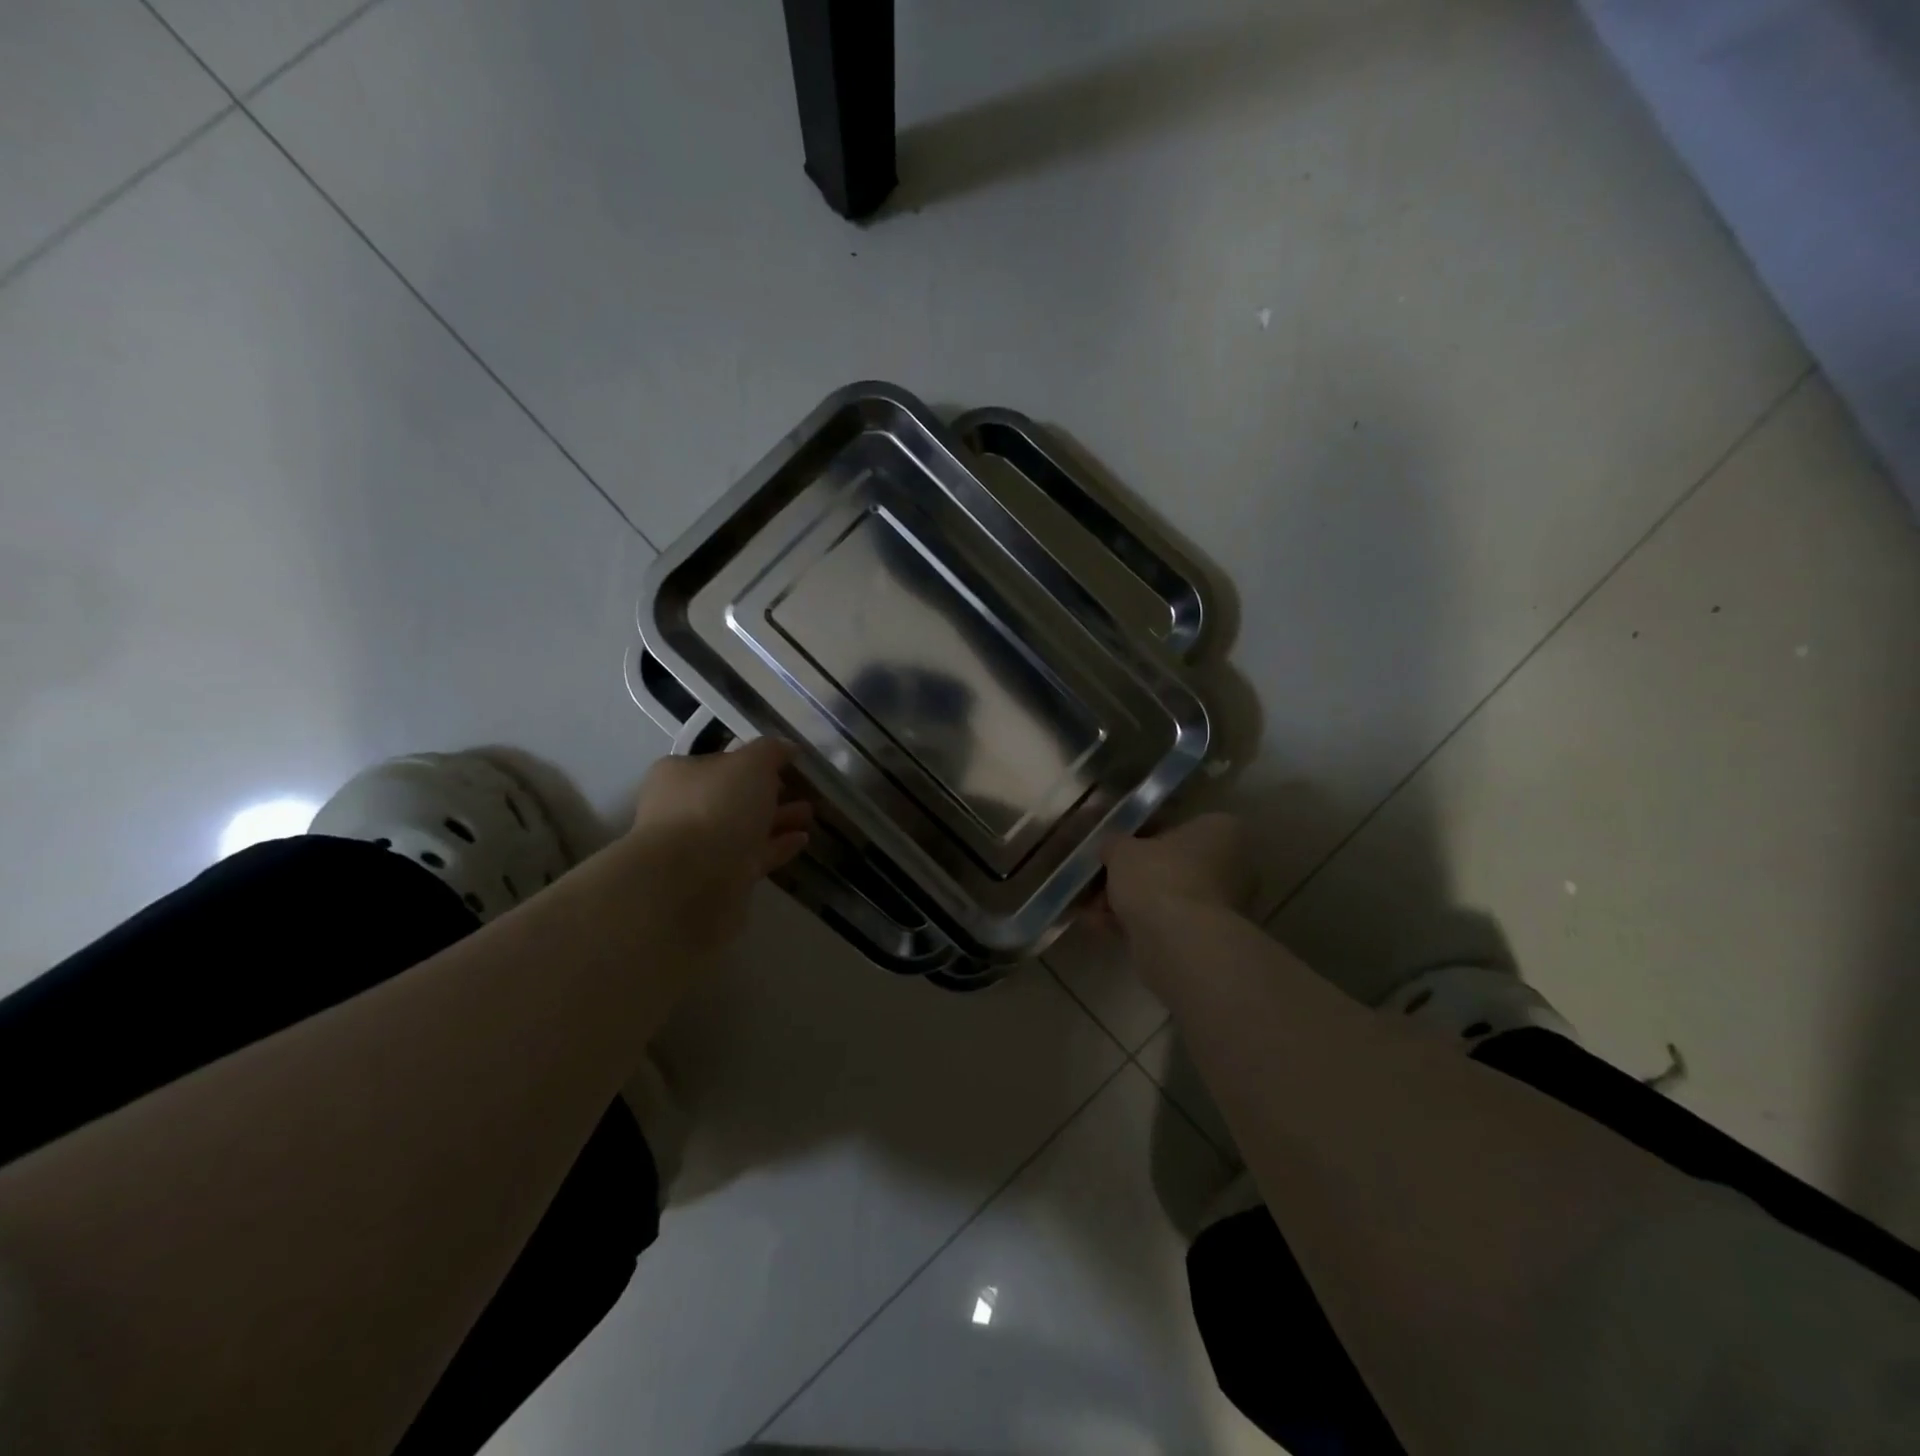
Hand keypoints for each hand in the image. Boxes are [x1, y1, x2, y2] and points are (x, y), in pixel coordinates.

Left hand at [626, 738, 812, 942]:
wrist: (691, 882)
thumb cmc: (716, 807)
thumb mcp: (751, 764)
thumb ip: (771, 751)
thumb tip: (787, 747)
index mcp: (680, 775)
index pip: (720, 761)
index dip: (753, 760)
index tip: (786, 765)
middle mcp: (683, 809)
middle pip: (733, 796)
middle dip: (770, 793)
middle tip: (804, 791)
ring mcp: (698, 847)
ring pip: (744, 828)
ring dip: (778, 820)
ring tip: (809, 815)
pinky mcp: (717, 879)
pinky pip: (751, 856)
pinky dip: (776, 847)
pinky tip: (802, 841)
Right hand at [1091, 813, 1253, 937]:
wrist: (1179, 942)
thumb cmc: (1158, 876)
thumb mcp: (1122, 849)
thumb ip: (1115, 844)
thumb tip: (1111, 848)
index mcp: (1221, 831)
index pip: (1179, 826)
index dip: (1143, 836)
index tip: (1118, 849)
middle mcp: (1233, 865)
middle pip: (1173, 865)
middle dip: (1135, 875)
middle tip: (1102, 879)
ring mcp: (1225, 905)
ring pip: (1168, 896)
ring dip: (1131, 901)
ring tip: (1093, 909)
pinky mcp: (1210, 938)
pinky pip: (1168, 922)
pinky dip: (1138, 923)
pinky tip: (1102, 927)